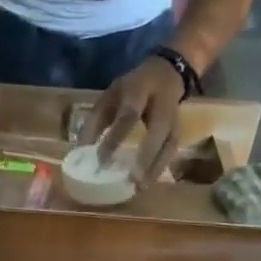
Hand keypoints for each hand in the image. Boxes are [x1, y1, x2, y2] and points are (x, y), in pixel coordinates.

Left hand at [84, 55, 185, 182]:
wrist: (167, 72)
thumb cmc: (130, 89)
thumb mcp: (109, 97)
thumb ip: (95, 122)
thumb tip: (80, 152)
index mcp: (139, 90)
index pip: (128, 116)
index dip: (116, 138)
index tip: (101, 161)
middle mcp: (161, 103)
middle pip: (158, 131)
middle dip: (145, 157)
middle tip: (131, 181)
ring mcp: (175, 117)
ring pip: (169, 144)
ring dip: (155, 168)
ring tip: (139, 188)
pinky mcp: (180, 130)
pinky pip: (172, 151)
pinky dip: (160, 168)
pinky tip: (147, 183)